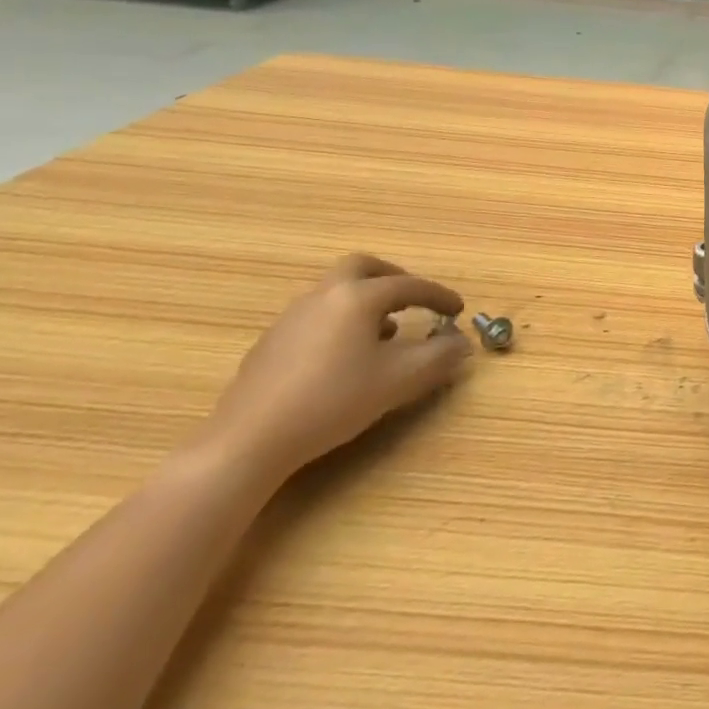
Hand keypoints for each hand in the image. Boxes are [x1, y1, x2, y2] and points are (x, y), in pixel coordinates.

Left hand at [199, 254, 471, 481]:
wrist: (247, 442)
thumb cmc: (333, 401)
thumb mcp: (400, 380)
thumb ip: (439, 356)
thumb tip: (461, 342)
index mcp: (358, 297)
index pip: (410, 285)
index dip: (438, 296)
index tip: (457, 310)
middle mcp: (324, 295)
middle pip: (362, 267)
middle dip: (393, 277)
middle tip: (412, 298)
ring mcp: (291, 318)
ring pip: (335, 291)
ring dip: (364, 301)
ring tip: (383, 332)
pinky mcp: (269, 344)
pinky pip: (315, 316)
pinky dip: (339, 321)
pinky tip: (343, 357)